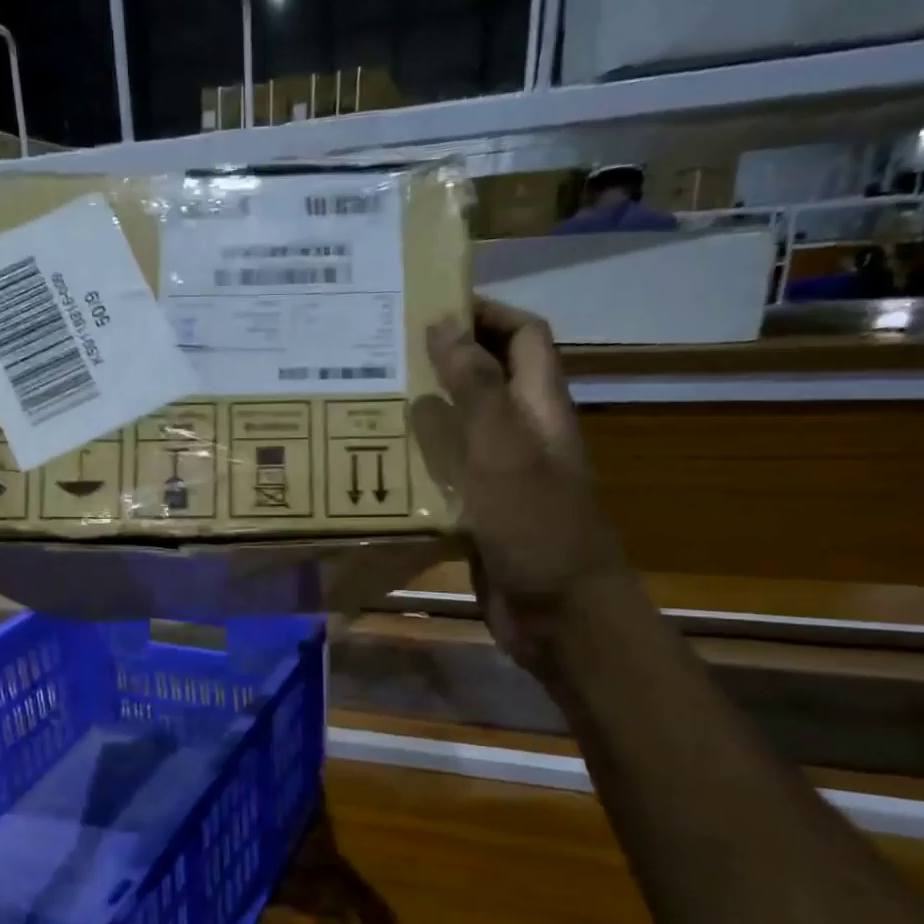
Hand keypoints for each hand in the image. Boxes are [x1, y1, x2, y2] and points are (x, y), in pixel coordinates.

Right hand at [412, 299, 629, 669]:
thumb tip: (444, 324)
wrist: (558, 617)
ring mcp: (499, 476)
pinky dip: (415, 463)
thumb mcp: (504, 450)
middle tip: (380, 354)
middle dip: (441, 358)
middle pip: (486, 377)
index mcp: (539, 408)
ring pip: (459, 427)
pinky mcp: (477, 513)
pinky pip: (444, 475)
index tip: (428, 306)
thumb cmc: (537, 528)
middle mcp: (521, 434)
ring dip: (421, 411)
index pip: (523, 336)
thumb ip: (476, 388)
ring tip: (366, 401)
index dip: (485, 312)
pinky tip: (375, 466)